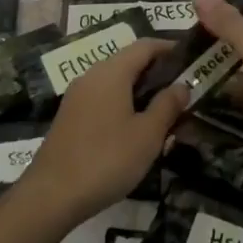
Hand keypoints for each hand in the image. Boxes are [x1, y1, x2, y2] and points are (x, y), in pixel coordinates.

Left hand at [15, 39, 187, 227]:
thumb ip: (168, 105)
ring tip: (164, 111)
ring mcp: (77, 97)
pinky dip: (123, 104)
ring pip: (115, 82)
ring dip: (140, 91)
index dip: (170, 49)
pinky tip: (135, 129)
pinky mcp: (69, 117)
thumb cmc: (107, 159)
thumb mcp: (148, 134)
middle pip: (129, 62)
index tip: (191, 60)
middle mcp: (92, 76)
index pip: (145, 46)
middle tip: (183, 90)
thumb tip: (182, 85)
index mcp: (112, 72)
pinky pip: (102, 99)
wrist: (51, 196)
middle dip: (157, 72)